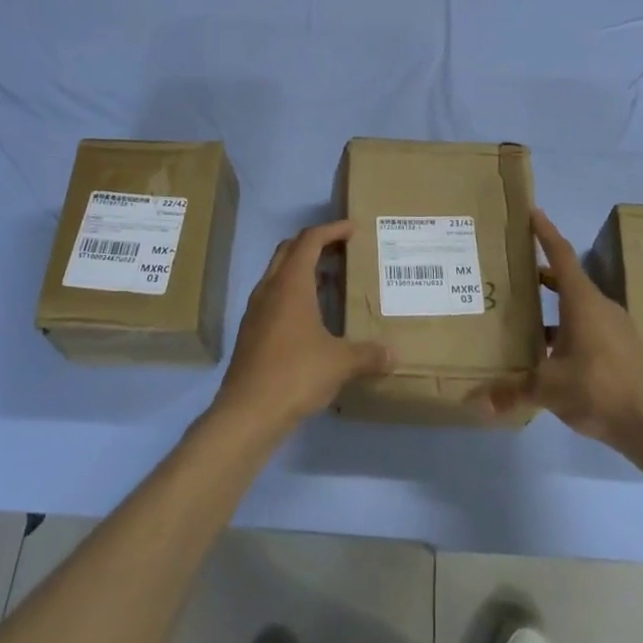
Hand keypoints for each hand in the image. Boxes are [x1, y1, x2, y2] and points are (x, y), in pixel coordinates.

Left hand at [211, 221, 392, 438]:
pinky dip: (292, 293)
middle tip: (341, 250)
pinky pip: (273, 297)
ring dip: (302, 269)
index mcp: (291, 284)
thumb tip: (394, 355)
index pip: (310, 240)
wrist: (247, 413)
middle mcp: (270, 289)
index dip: (332, 230)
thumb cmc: (296, 374)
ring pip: (278, 274)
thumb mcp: (340, 363)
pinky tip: (311, 317)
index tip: (352, 229)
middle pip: (289, 250)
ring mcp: (256, 310)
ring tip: (330, 280)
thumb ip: (369, 355)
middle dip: (314, 243)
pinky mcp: (251, 332)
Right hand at [479, 209, 642, 457]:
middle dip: (539, 274)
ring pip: (577, 307)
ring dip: (551, 306)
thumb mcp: (549, 389)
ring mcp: (614, 328)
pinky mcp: (621, 350)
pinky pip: (587, 328)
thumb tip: (474, 402)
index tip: (531, 212)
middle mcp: (600, 307)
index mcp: (582, 301)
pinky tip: (547, 354)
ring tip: (521, 315)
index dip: (545, 232)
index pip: (560, 254)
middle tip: (511, 270)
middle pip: (566, 280)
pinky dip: (564, 331)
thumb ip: (511, 391)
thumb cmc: (600, 389)